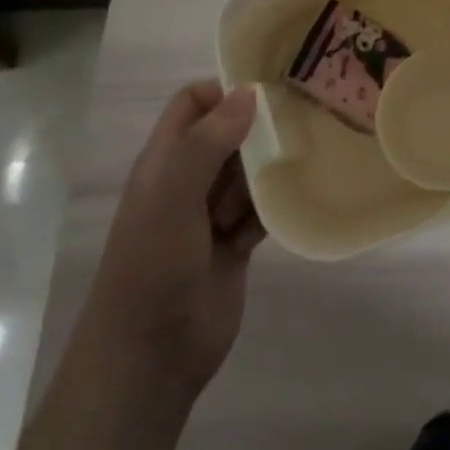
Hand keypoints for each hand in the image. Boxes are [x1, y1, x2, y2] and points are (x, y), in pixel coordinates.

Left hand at [90, 81, 265, 400]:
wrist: (151, 357)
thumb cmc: (153, 265)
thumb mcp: (173, 195)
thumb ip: (207, 142)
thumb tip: (249, 92)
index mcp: (165, 160)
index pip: (194, 103)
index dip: (225, 91)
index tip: (267, 93)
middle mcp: (188, 180)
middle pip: (228, 134)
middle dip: (257, 131)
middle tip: (295, 128)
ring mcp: (211, 214)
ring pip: (249, 171)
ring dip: (268, 170)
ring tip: (297, 167)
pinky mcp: (235, 245)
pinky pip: (263, 210)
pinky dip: (276, 204)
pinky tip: (299, 197)